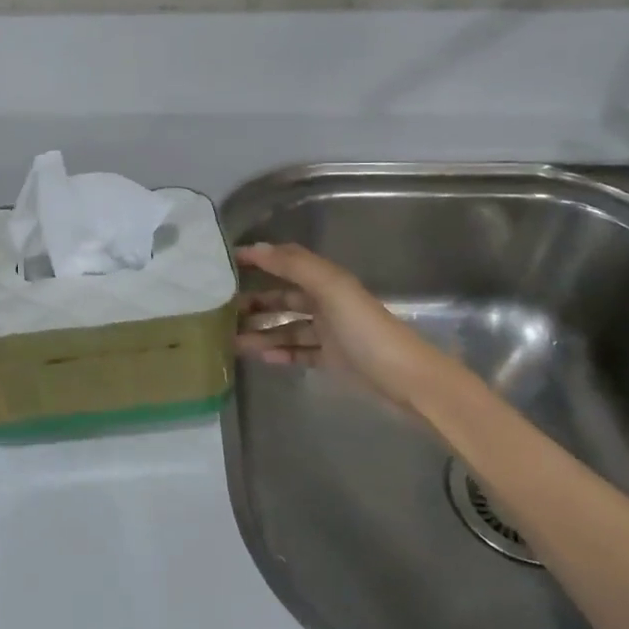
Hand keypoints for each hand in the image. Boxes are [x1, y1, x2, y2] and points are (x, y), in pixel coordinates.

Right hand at [234, 243, 439, 407]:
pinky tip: (261, 357)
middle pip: (284, 298)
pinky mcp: (333, 361)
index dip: (260, 260)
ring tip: (233, 341)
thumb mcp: (331, 289)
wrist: (406, 380)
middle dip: (255, 302)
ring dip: (262, 332)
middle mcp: (327, 303)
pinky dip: (280, 353)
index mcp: (327, 282)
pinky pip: (299, 353)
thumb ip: (294, 265)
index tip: (226, 262)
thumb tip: (255, 247)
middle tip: (223, 311)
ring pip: (287, 328)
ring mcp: (330, 334)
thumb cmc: (366, 330)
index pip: (287, 263)